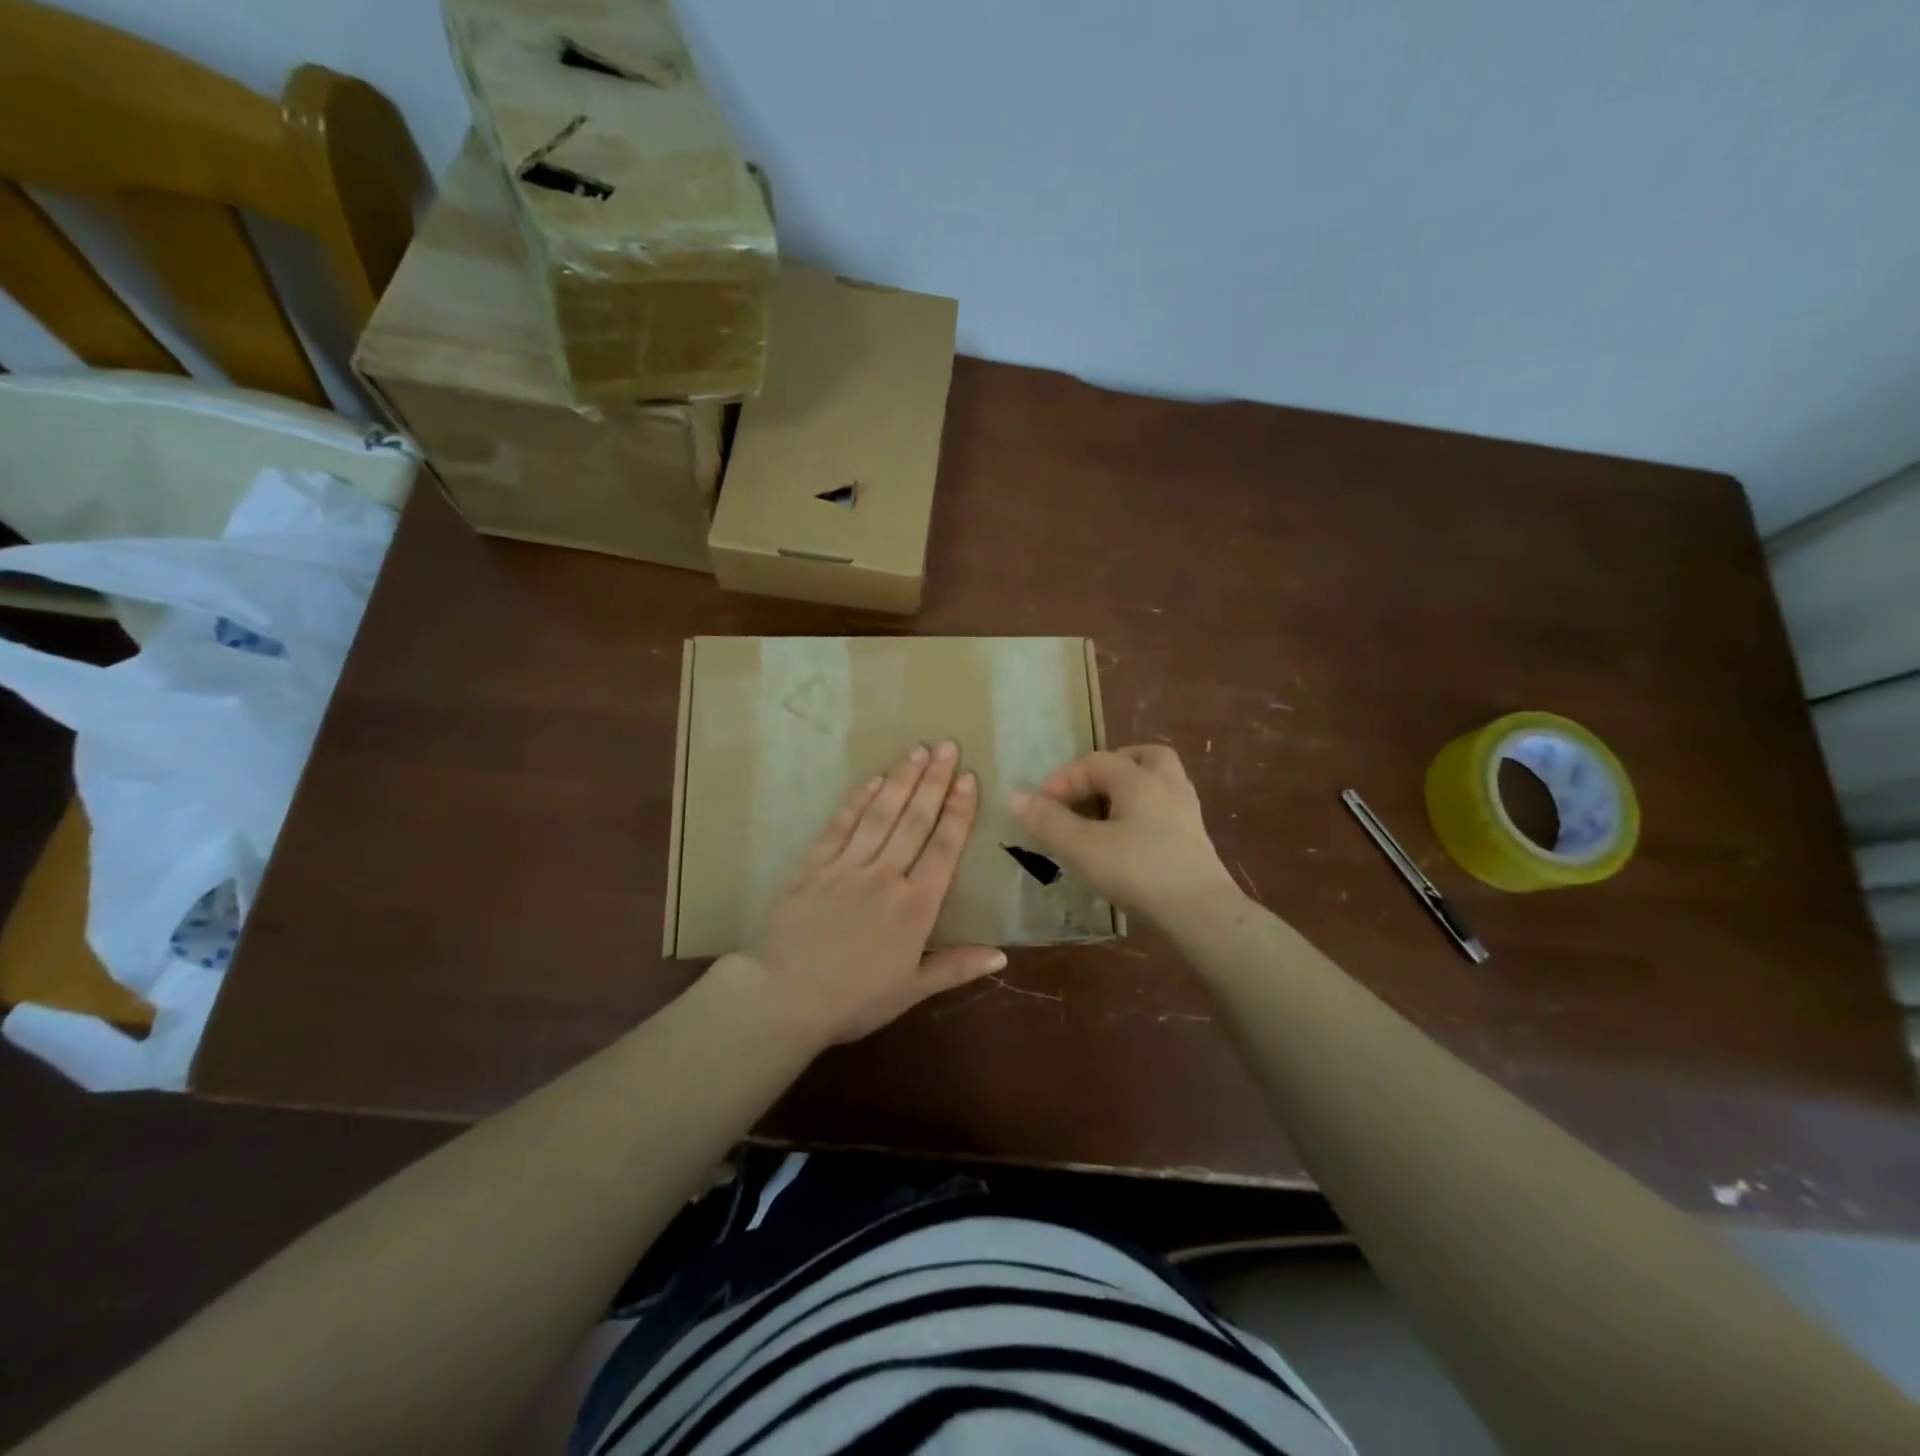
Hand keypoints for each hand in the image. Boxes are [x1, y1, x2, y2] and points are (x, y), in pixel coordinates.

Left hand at [726, 741, 1005, 1046]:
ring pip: (881, 814)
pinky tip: (873, 780)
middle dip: (934, 782)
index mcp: (915, 906)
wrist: (784, 997)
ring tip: (917, 751)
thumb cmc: (854, 1000)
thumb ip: (956, 967)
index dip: (958, 811)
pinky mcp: (813, 865)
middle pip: (915, 821)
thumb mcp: (911, 990)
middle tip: (948, 747)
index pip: (943, 848)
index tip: (968, 779)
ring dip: (901, 780)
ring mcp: (847, 866)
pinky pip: (840, 825)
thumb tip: (1002, 954)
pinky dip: (858, 800)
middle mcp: (885, 876)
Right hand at [1009, 744, 1238, 923]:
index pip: (1094, 762)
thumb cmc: (1138, 871)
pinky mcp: (1194, 840)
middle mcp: (1167, 785)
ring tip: (1104, 814)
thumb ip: (1048, 821)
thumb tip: (1014, 796)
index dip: (1062, 780)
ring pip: (1159, 782)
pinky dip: (1143, 813)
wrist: (1201, 913)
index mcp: (1139, 779)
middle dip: (1110, 768)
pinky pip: (1165, 809)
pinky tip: (1127, 840)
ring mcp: (1186, 812)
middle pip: (1141, 757)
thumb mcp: (1083, 847)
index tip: (1040, 808)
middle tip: (1086, 791)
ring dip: (1129, 789)